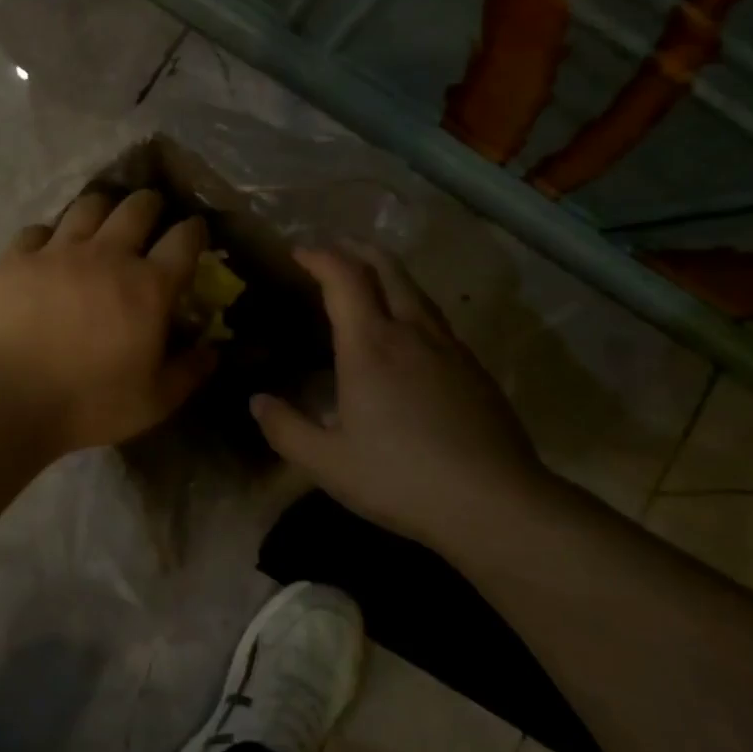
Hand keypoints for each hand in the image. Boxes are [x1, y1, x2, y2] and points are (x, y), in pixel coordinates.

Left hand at [0, 189, 215, 454]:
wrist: (7, 400)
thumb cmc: (89, 403)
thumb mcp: (154, 401)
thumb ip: (189, 372)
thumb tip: (212, 350)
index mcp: (148, 287)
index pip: (184, 240)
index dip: (195, 230)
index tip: (196, 232)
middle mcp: (108, 255)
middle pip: (138, 207)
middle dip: (152, 205)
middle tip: (151, 216)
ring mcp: (58, 251)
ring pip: (89, 206)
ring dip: (103, 209)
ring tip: (102, 222)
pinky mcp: (17, 258)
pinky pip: (38, 229)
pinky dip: (50, 235)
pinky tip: (49, 250)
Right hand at [250, 245, 546, 544]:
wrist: (495, 502)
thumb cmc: (401, 479)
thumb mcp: (328, 464)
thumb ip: (285, 429)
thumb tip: (257, 401)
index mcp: (370, 346)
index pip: (344, 278)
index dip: (320, 257)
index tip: (299, 253)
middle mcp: (411, 332)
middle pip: (386, 268)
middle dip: (356, 249)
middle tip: (334, 249)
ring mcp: (449, 347)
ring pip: (416, 289)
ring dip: (387, 272)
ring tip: (367, 280)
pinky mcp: (474, 368)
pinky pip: (435, 318)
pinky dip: (410, 304)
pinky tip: (407, 333)